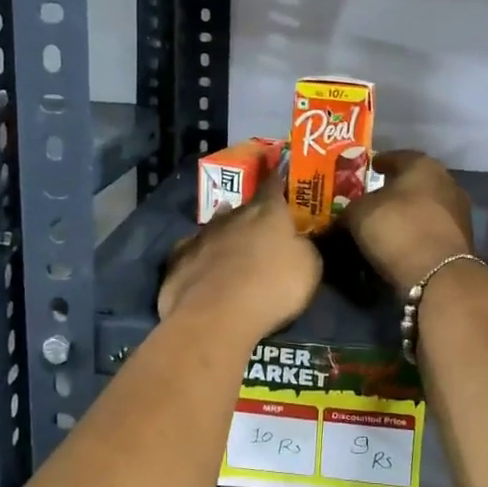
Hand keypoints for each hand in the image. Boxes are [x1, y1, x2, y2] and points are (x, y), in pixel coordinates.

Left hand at [158, 191, 321, 339]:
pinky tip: (203, 268)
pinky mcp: (178, 260)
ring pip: (216, 227)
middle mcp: (232, 215)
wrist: (216, 315)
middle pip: (244, 209)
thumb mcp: (309, 267)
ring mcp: (201, 236)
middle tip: (261, 230)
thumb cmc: (272, 286)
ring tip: (232, 247)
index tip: (278, 171)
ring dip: (225, 234)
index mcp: (267, 211)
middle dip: (252, 216)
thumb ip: (303, 246)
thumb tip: (297, 241)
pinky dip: (200, 257)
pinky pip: (193, 252)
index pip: (273, 185)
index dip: (277, 179)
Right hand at [342, 150, 475, 288]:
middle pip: (415, 181)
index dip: (380, 162)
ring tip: (386, 221)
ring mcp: (459, 211)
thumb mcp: (359, 214)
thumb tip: (347, 213)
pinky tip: (402, 240)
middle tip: (375, 196)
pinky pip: (432, 228)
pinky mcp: (462, 240)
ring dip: (408, 211)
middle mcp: (447, 181)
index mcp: (423, 165)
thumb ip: (351, 207)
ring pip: (426, 205)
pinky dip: (417, 231)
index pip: (397, 156)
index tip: (369, 168)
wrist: (438, 274)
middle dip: (396, 188)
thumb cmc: (397, 228)